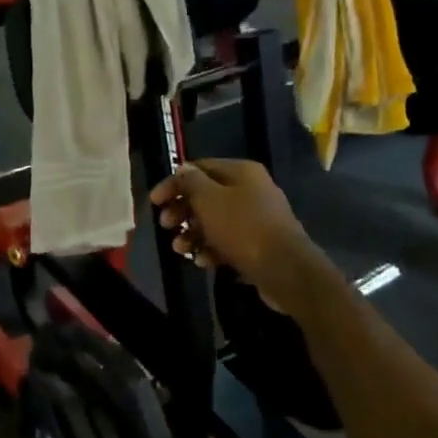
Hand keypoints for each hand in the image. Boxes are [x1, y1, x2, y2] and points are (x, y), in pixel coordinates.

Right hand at [149, 160, 326, 313]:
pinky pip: (228, 241)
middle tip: (166, 225)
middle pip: (206, 195)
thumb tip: (182, 170)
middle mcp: (251, 190)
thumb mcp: (209, 200)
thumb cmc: (242, 228)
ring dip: (193, 234)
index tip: (154, 202)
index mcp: (241, 172)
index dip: (174, 183)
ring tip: (181, 249)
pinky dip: (212, 249)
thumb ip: (191, 182)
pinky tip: (203, 261)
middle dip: (182, 211)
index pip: (199, 168)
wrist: (283, 268)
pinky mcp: (259, 243)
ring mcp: (257, 217)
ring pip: (215, 221)